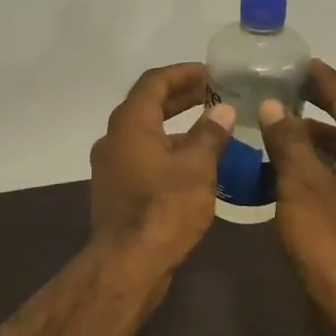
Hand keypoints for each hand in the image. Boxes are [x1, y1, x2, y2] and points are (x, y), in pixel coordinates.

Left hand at [89, 63, 236, 275]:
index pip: (154, 82)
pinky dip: (168, 152)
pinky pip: (144, 158)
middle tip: (215, 95)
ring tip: (213, 130)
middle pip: (148, 106)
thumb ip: (210, 134)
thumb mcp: (197, 167)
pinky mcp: (116, 190)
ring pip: (146, 135)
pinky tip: (196, 165)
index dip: (183, 73)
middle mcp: (114, 139)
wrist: (129, 263)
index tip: (211, 73)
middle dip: (182, 98)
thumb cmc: (164, 208)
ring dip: (177, 127)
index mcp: (129, 124)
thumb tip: (223, 110)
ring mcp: (112, 166)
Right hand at [257, 62, 335, 335]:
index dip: (325, 82)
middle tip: (295, 93)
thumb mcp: (300, 182)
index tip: (304, 64)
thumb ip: (288, 139)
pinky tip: (307, 171)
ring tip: (292, 130)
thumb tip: (276, 106)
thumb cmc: (328, 236)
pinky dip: (334, 165)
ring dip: (328, 140)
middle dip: (328, 108)